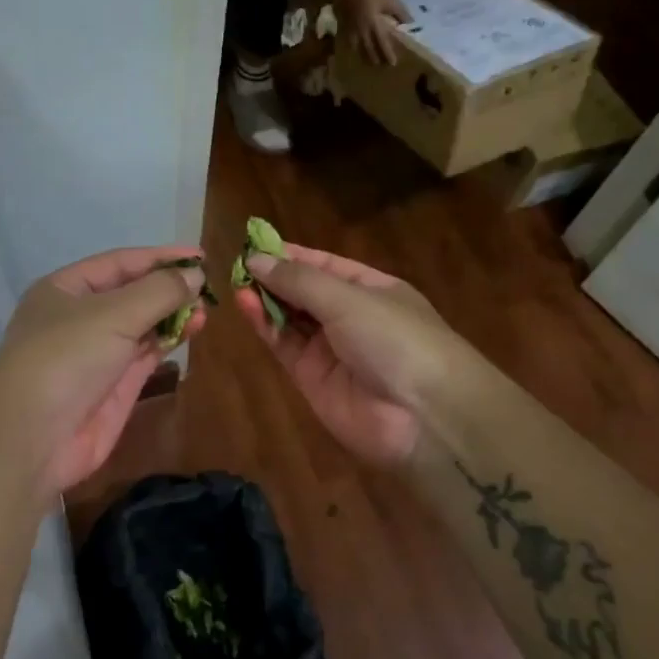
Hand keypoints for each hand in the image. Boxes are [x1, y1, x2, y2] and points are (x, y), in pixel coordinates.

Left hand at [0, 246, 205, 495]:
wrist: (33, 437)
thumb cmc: (66, 357)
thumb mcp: (113, 314)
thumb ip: (159, 292)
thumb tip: (194, 275)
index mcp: (65, 289)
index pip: (119, 263)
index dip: (160, 258)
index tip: (201, 256)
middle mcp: (79, 317)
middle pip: (131, 293)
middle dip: (168, 288)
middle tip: (209, 287)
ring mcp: (96, 354)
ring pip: (141, 326)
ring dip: (172, 316)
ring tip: (206, 310)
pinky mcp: (113, 387)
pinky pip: (145, 355)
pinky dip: (168, 342)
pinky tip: (193, 331)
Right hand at [234, 242, 464, 464]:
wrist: (423, 416)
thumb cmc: (395, 339)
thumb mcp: (349, 299)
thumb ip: (299, 280)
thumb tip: (256, 258)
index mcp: (371, 289)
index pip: (324, 265)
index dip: (291, 254)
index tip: (253, 242)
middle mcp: (350, 316)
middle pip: (303, 291)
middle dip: (273, 277)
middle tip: (237, 264)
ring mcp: (330, 349)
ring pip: (290, 318)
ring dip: (265, 299)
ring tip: (236, 282)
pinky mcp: (311, 378)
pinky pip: (284, 345)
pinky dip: (265, 325)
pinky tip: (246, 305)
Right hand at [342, 0, 409, 66]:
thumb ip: (399, 12)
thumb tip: (409, 22)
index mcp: (374, 25)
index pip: (382, 44)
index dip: (388, 54)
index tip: (393, 64)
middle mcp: (361, 31)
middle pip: (368, 50)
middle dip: (374, 59)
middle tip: (379, 66)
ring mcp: (350, 29)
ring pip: (355, 48)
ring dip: (361, 56)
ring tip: (365, 61)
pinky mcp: (342, 24)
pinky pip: (346, 40)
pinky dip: (351, 46)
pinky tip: (352, 47)